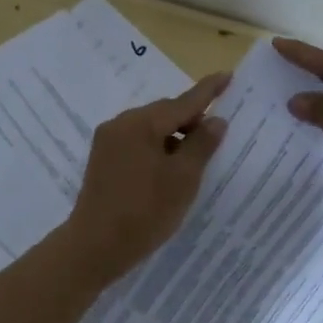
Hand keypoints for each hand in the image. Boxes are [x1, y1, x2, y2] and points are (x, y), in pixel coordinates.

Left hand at [64, 72, 230, 280]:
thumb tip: (215, 120)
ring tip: (195, 161)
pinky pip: (137, 143)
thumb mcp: (183, 178)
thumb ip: (202, 144)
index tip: (228, 75)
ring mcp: (108, 142)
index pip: (183, 102)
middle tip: (217, 137)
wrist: (95, 246)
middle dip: (191, 121)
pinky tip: (169, 170)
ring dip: (174, 138)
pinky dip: (158, 149)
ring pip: (151, 129)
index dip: (208, 91)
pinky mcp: (103, 160)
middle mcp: (120, 124)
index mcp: (141, 123)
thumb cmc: (144, 211)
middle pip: (165, 113)